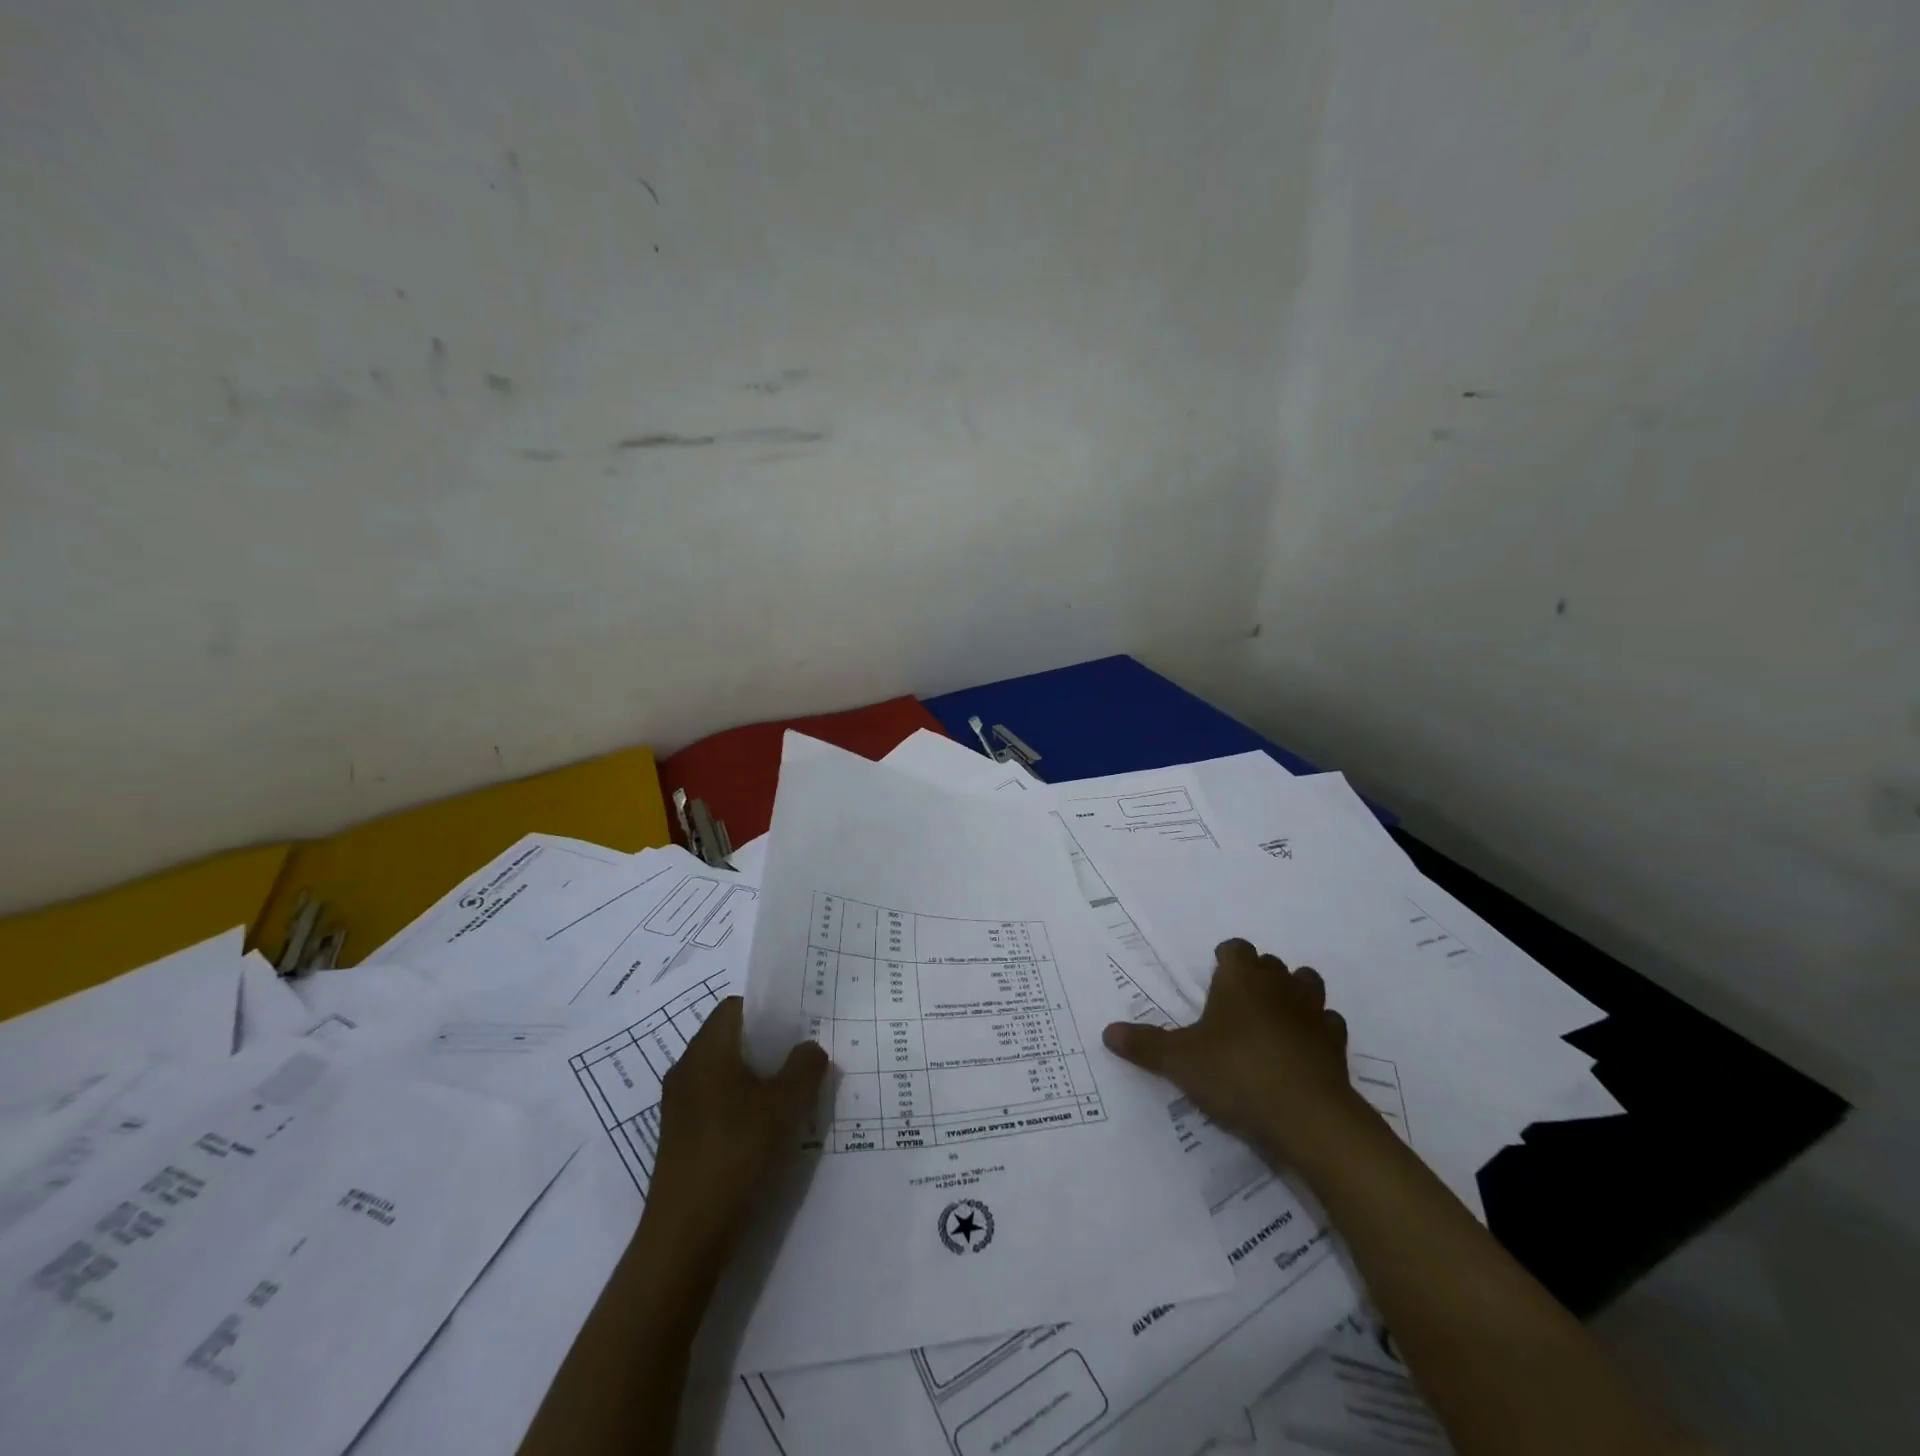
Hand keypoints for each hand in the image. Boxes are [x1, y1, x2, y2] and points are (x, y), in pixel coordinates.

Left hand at [645, 997, 828, 1254]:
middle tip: (803, 1057)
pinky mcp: (679, 1137)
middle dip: (767, 1044)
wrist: (686, 1235)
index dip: (768, 1009)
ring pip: (723, 1072)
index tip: (799, 1023)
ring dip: (756, 1076)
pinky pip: (715, 1101)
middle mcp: (686, 1069)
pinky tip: (767, 1128)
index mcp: (707, 1050)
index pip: (736, 1006)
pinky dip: (741, 1103)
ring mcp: (679, 1105)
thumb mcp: (785, 1105)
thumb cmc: (737, 1153)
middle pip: (730, 1038)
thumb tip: (810, 1047)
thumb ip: (805, 1067)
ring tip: (791, 1093)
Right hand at [1102, 939, 1374, 1165]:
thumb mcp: (1180, 1061)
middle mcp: (1279, 985)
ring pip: (1306, 984)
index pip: (1235, 948)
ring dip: (1292, 995)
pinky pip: (1328, 1024)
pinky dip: (1317, 1031)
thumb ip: (1145, 1045)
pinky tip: (1302, 1050)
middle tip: (1234, 1005)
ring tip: (1272, 1020)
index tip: (1213, 979)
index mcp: (1241, 978)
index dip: (1224, 960)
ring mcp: (1313, 1012)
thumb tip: (1107, 1032)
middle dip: (1255, 977)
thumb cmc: (1236, 1073)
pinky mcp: (1337, 1044)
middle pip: (1269, 964)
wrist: (1308, 1117)